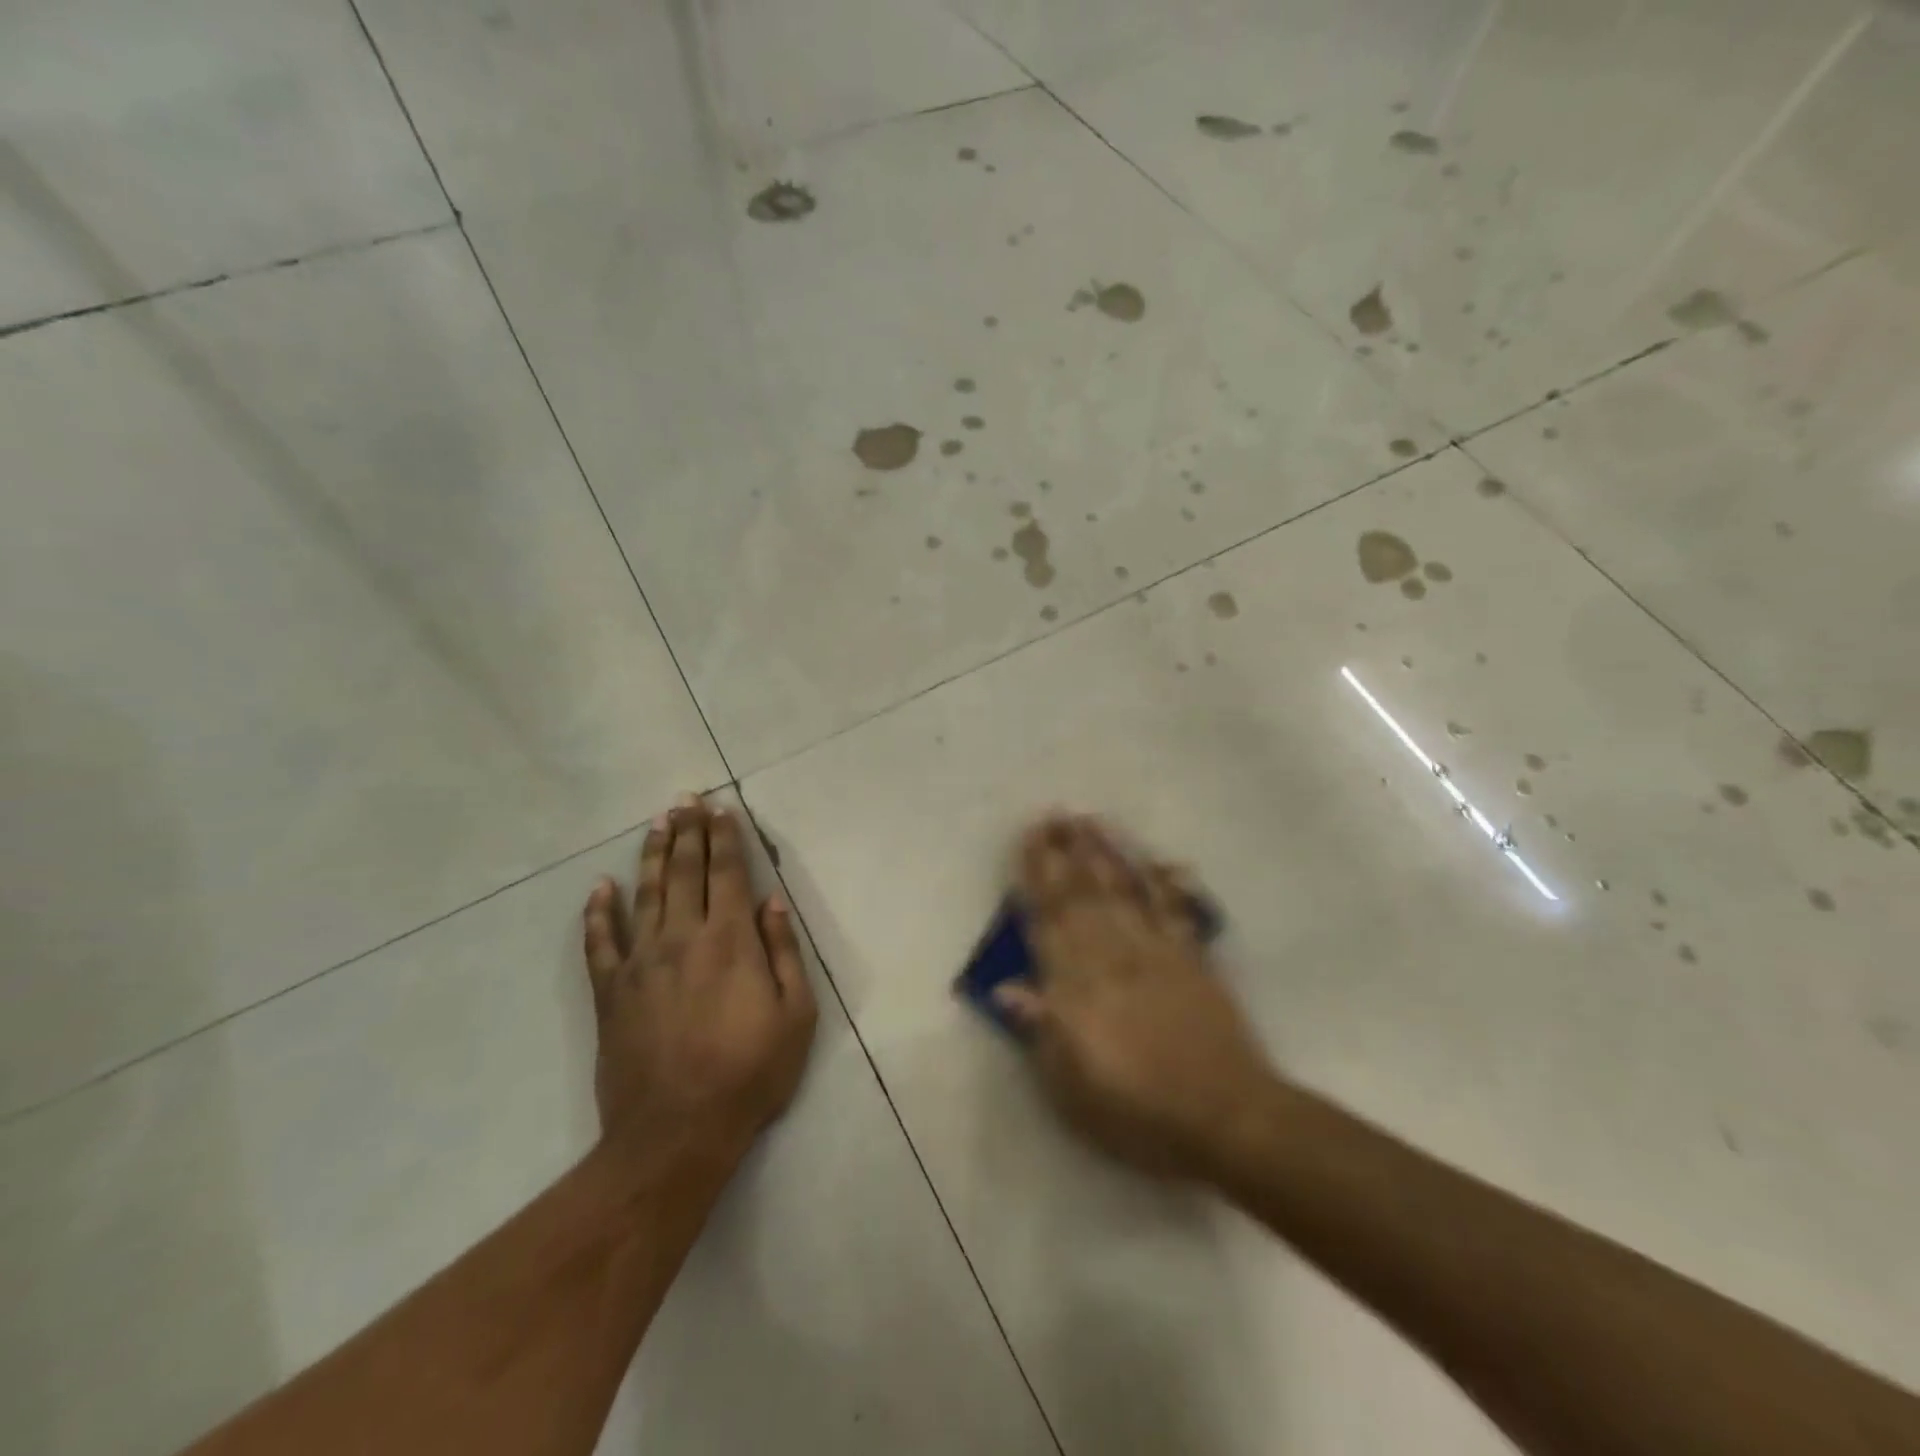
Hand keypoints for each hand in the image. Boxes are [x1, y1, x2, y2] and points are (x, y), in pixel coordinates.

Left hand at [582, 796, 816, 1172]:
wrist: (676, 1132)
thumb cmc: (749, 1073)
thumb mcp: (796, 1015)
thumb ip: (783, 952)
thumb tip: (772, 901)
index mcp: (731, 941)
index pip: (728, 874)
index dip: (725, 838)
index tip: (721, 809)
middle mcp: (684, 938)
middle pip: (685, 872)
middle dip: (688, 831)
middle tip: (686, 799)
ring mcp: (641, 962)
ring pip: (645, 894)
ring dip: (651, 854)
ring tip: (657, 822)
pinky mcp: (611, 992)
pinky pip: (599, 942)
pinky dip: (598, 912)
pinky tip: (599, 887)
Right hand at [995, 814, 1276, 1180]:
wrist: (1226, 1118)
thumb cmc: (1137, 1112)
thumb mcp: (1071, 1087)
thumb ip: (1040, 1029)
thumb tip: (1005, 986)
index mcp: (1078, 987)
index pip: (1049, 919)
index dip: (1036, 876)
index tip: (1028, 839)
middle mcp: (1113, 956)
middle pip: (1083, 894)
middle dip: (1065, 851)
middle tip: (1054, 813)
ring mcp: (1157, 953)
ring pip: (1124, 891)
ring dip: (1105, 854)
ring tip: (1090, 821)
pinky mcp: (1193, 960)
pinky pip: (1177, 912)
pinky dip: (1168, 883)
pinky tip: (1160, 860)